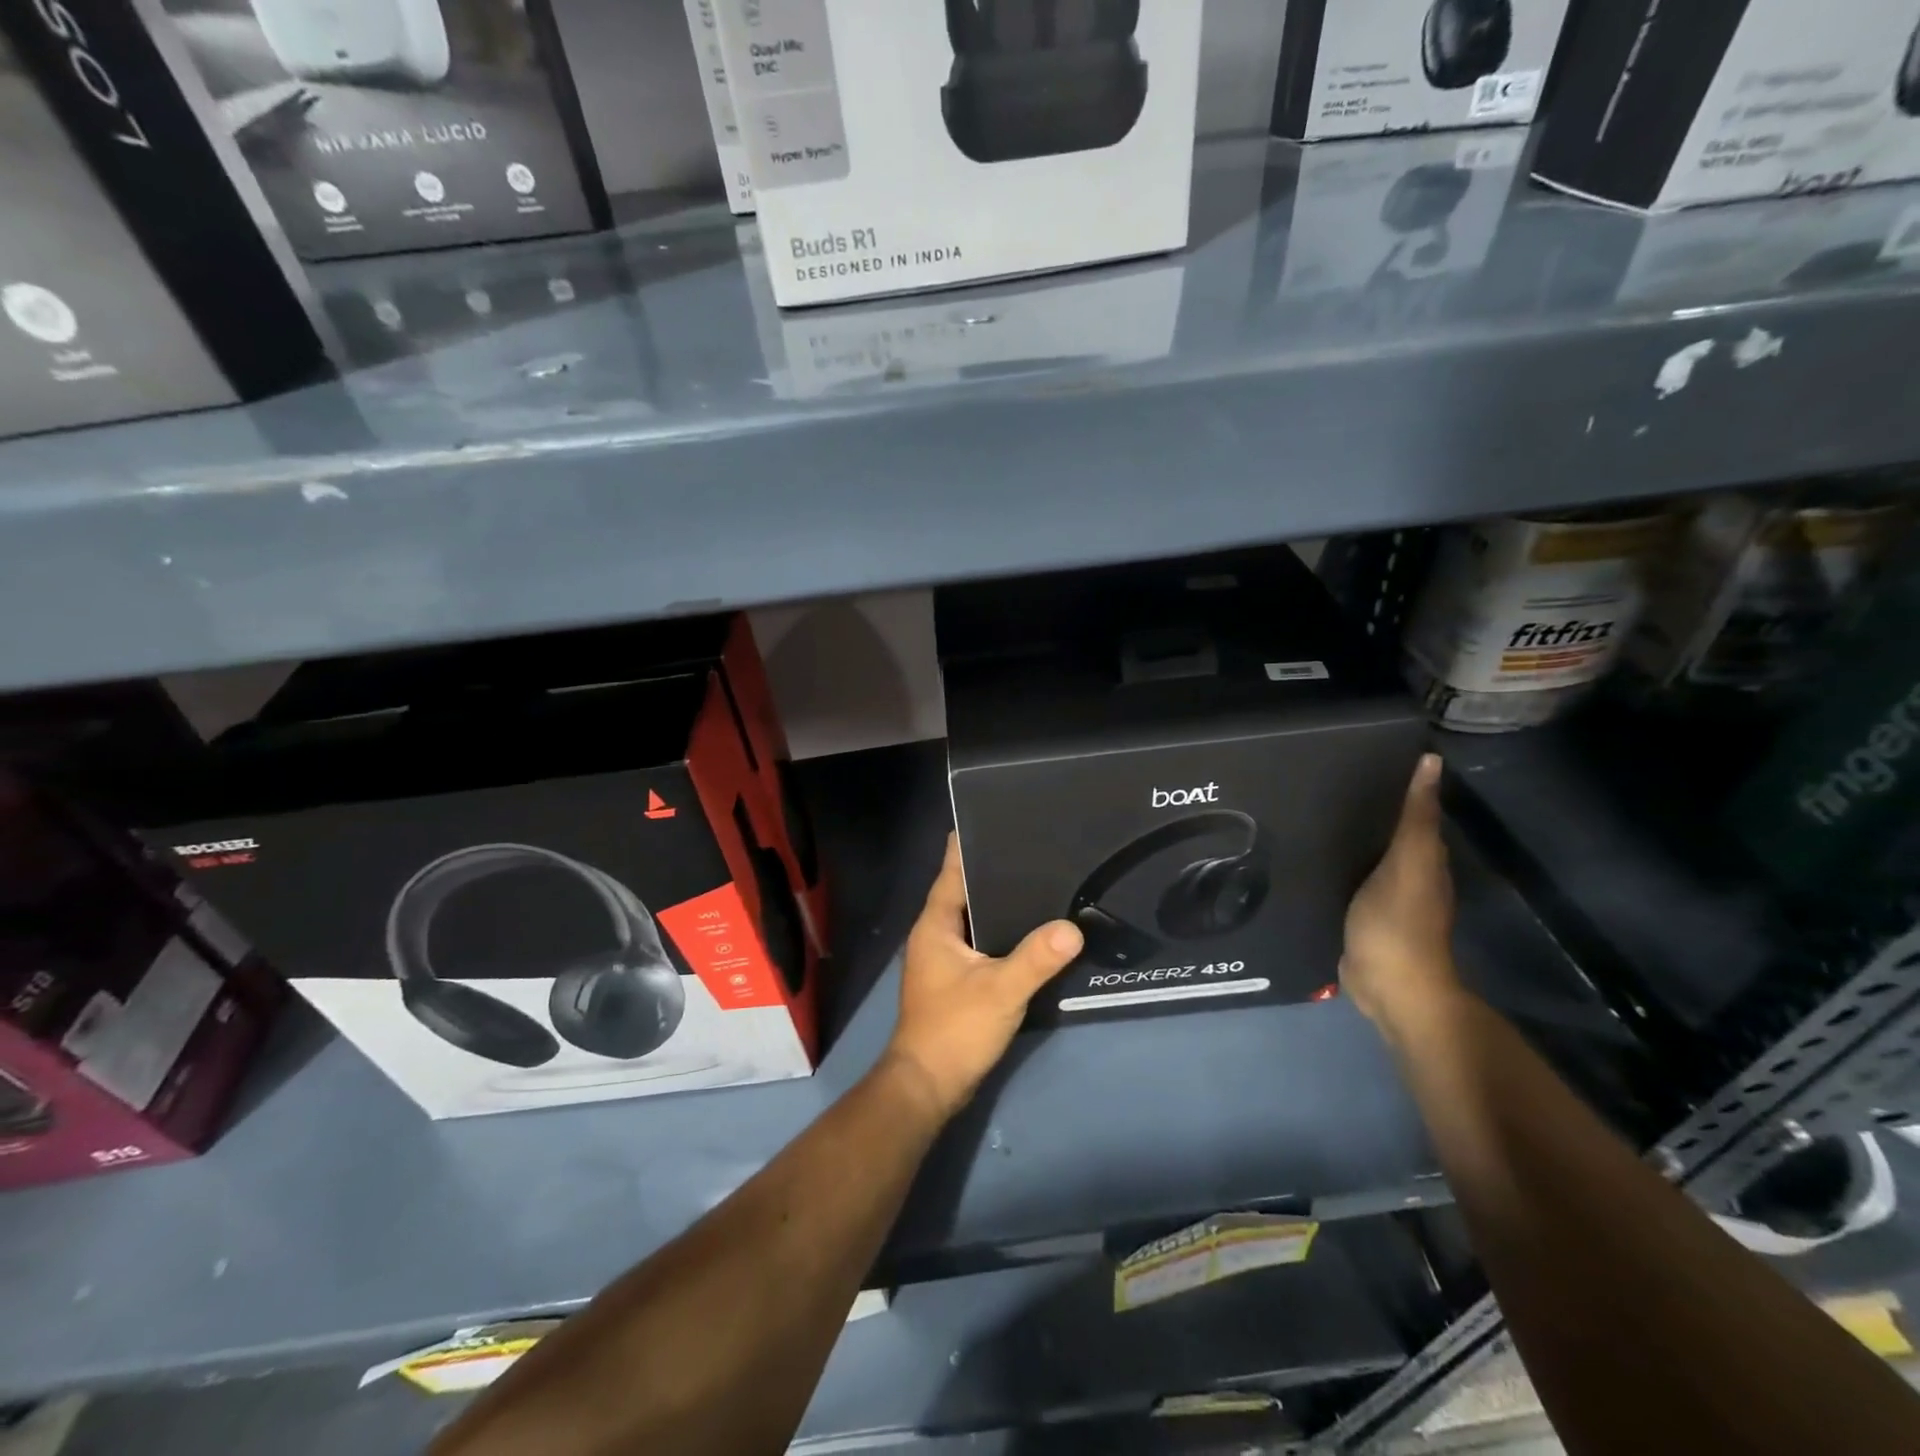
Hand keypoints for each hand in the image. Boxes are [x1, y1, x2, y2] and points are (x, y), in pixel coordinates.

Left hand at [885, 834, 1082, 1119]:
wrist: (928, 1085)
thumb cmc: (955, 1029)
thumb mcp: (1000, 990)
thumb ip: (1036, 958)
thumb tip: (1072, 928)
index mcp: (935, 925)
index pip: (951, 870)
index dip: (970, 844)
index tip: (996, 818)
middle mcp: (934, 934)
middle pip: (963, 890)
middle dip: (992, 871)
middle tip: (1031, 848)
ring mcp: (943, 958)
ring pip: (972, 917)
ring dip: (997, 903)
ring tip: (1037, 881)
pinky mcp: (955, 979)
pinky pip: (979, 941)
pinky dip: (999, 931)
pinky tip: (1028, 930)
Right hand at [1341, 753, 1461, 1032]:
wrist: (1388, 986)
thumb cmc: (1397, 922)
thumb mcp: (1407, 862)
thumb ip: (1415, 817)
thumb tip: (1431, 762)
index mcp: (1426, 860)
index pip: (1414, 813)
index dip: (1396, 787)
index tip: (1362, 761)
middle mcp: (1412, 876)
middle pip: (1392, 835)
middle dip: (1369, 812)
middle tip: (1327, 784)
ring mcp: (1387, 900)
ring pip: (1371, 858)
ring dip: (1354, 840)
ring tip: (1316, 815)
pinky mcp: (1362, 917)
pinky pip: (1352, 881)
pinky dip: (1341, 866)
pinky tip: (1318, 859)